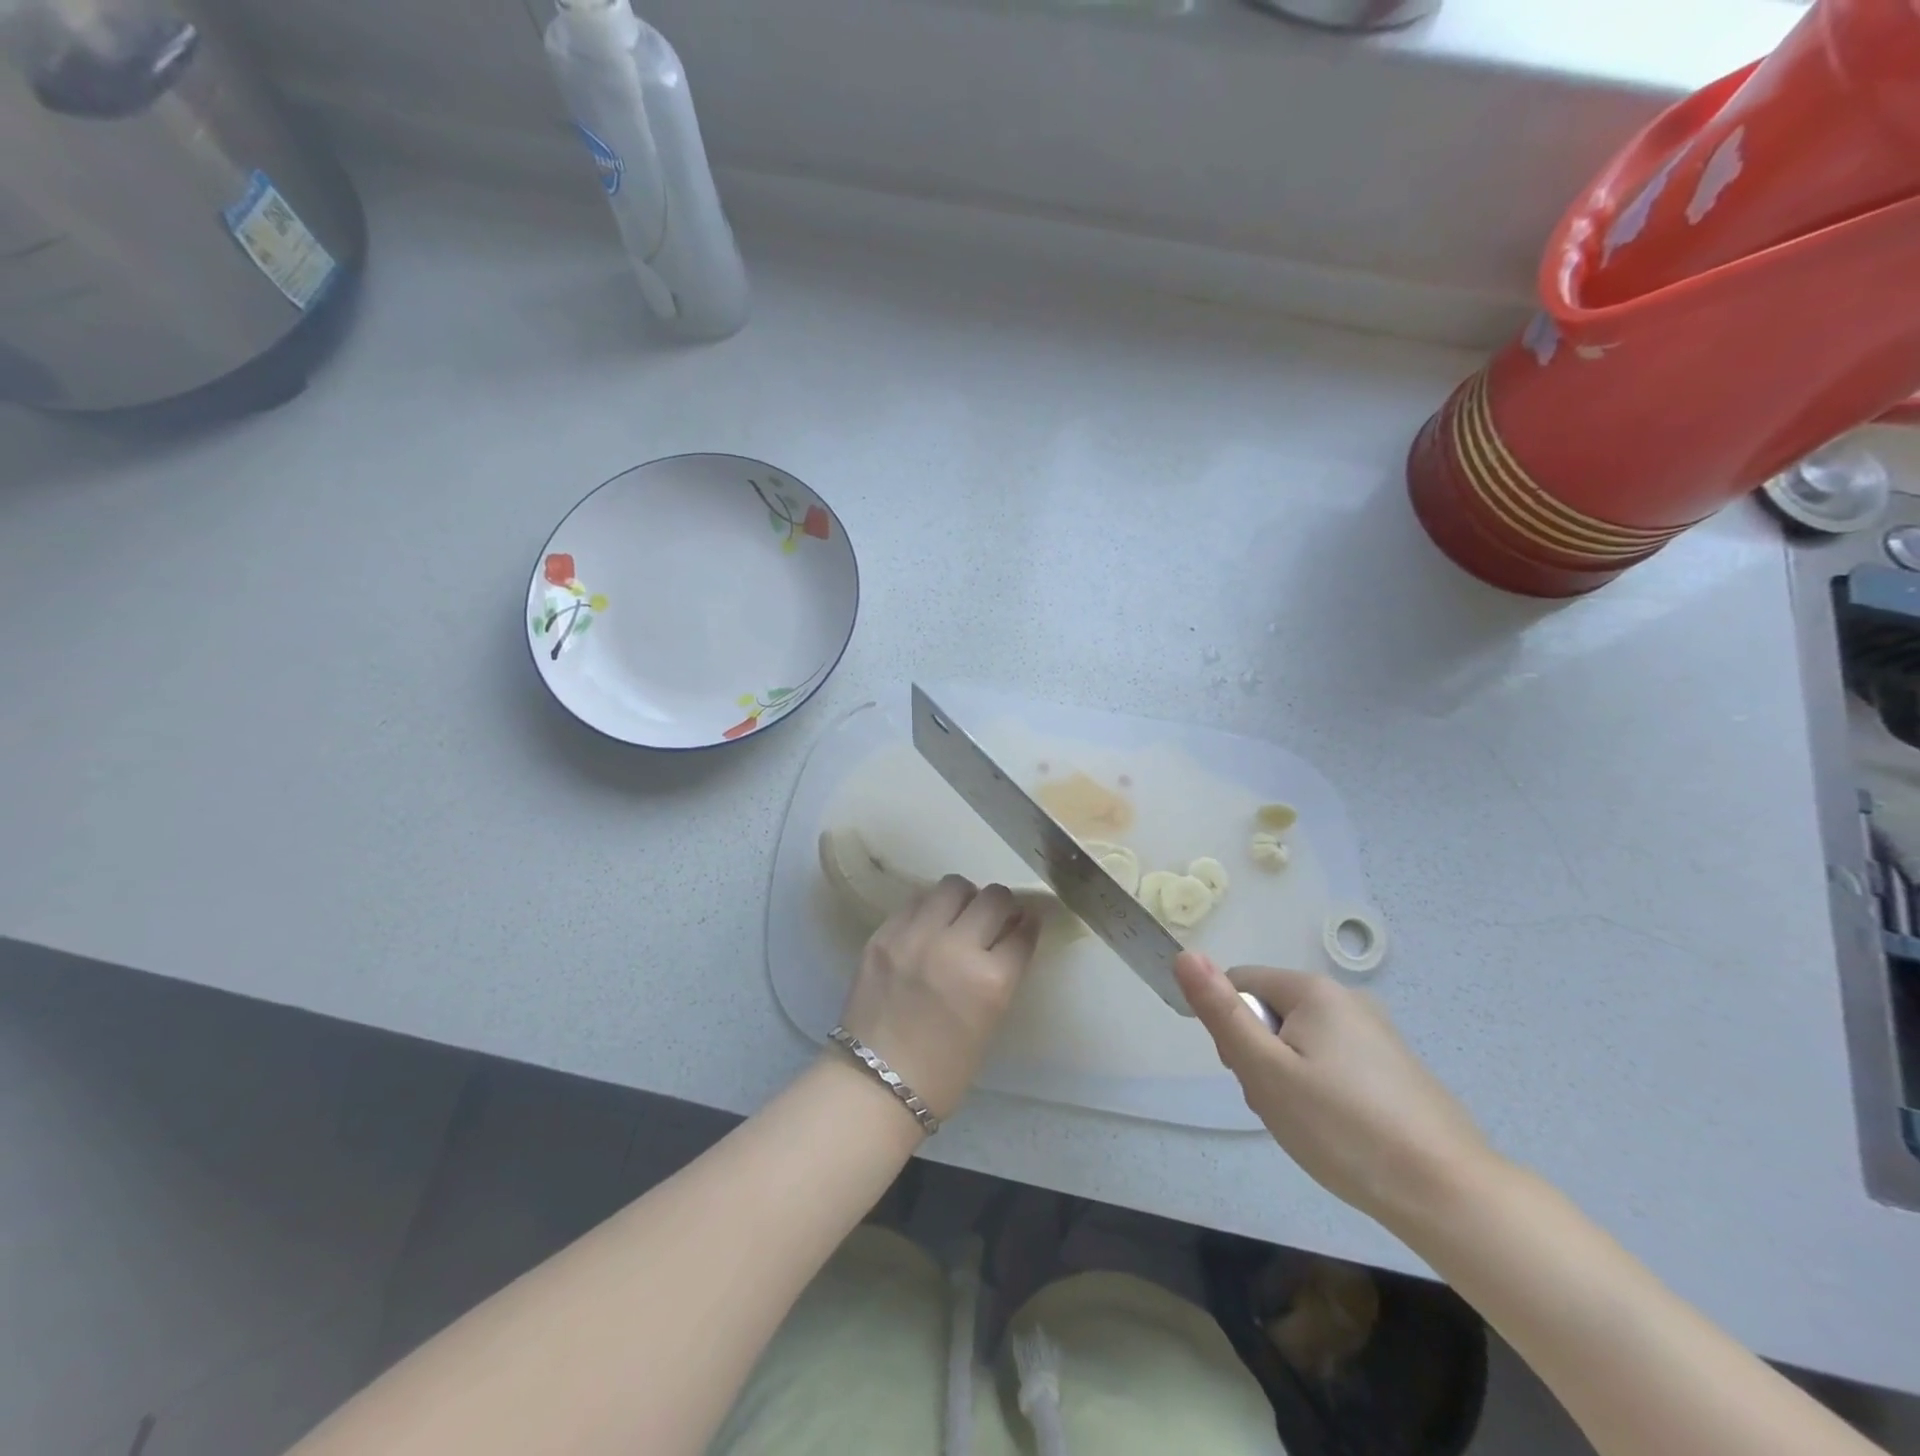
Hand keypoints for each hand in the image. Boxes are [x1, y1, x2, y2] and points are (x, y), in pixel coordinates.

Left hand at [838, 876, 1041, 1122]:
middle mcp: (955, 948)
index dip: (1029, 924)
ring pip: (953, 886)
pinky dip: (929, 909)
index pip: (1024, 931)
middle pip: (993, 897)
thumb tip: (1010, 934)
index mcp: (991, 981)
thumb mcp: (990, 1020)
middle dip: (1002, 905)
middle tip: (994, 918)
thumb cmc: (944, 1069)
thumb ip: (1002, 973)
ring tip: (958, 917)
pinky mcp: (884, 934)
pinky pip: (915, 901)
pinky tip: (927, 927)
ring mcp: (915, 936)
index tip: (1026, 923)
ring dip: (964, 898)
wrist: (875, 1084)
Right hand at [1174, 952, 1496, 1228]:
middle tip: (1280, 1106)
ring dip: (1290, 1078)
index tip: (1252, 1076)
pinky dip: (1323, 1092)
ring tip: (1311, 1126)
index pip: (1240, 983)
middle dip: (1262, 1056)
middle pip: (1271, 1013)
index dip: (1231, 1029)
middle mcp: (1347, 999)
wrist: (1449, 1195)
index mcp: (1313, 990)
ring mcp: (1377, 1033)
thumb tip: (1185, 955)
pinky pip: (1334, 1063)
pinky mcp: (1396, 1068)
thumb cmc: (1343, 1128)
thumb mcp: (1266, 1071)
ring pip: (1302, 1043)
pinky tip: (1341, 1132)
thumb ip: (1222, 1012)